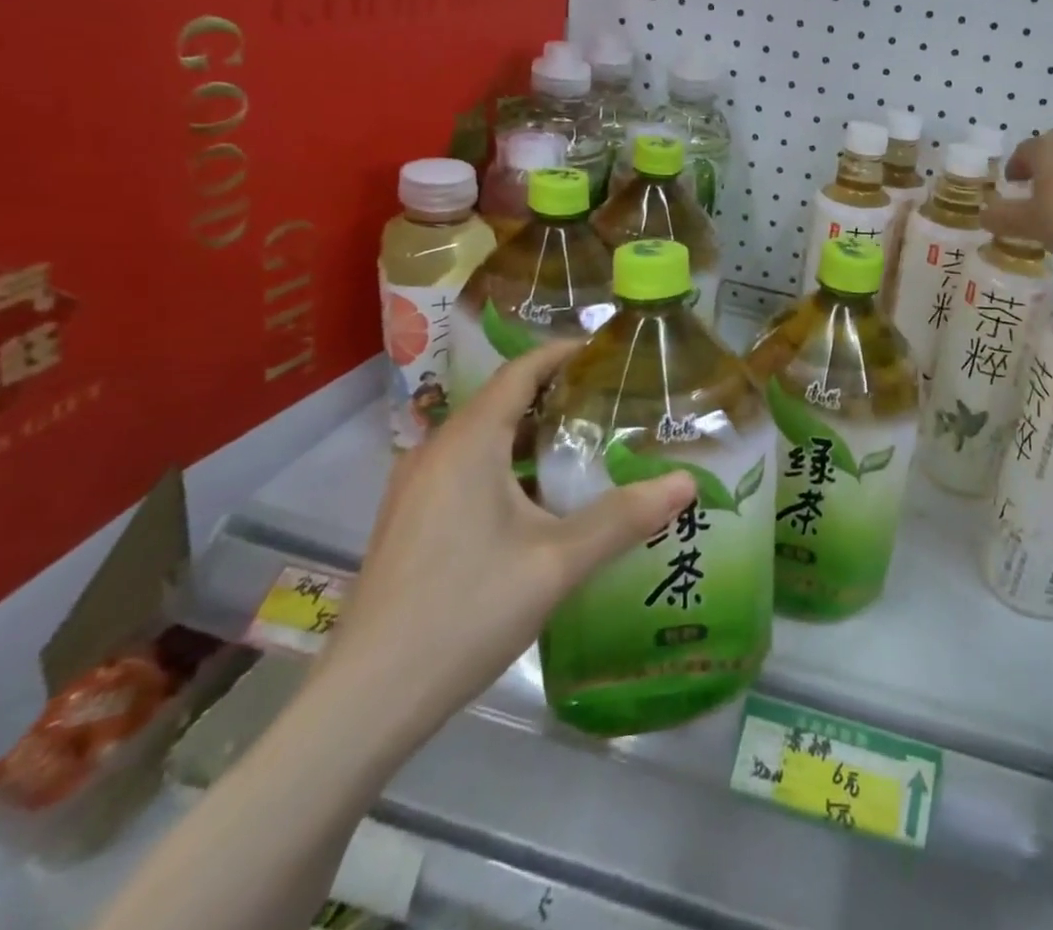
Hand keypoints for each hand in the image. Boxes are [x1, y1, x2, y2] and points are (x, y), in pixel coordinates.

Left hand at [316, 343, 696, 740]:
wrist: (365, 703)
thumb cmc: (465, 612)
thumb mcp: (557, 563)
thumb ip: (624, 517)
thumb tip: (687, 482)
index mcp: (468, 443)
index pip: (520, 371)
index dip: (563, 352)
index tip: (608, 350)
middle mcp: (436, 452)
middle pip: (502, 400)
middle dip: (557, 393)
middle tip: (614, 400)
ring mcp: (415, 488)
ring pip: (483, 438)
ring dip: (532, 432)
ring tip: (587, 443)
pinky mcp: (409, 521)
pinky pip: (466, 468)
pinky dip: (508, 463)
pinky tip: (541, 499)